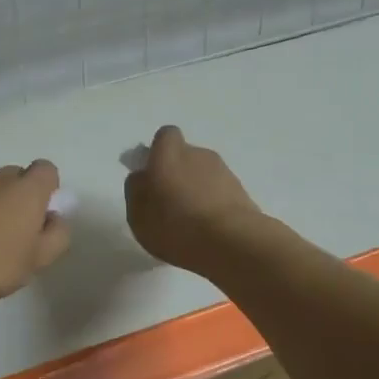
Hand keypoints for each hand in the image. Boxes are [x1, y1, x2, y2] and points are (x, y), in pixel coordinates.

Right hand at [124, 126, 264, 274]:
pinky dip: (214, 205)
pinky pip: (221, 193)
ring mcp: (224, 172)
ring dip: (197, 190)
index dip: (159, 152)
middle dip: (178, 174)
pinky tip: (209, 230)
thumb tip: (142, 176)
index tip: (153, 175)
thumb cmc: (175, 225)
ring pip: (204, 175)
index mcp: (169, 153)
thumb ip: (136, 190)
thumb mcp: (138, 214)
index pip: (165, 136)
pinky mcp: (242, 192)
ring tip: (191, 222)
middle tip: (170, 204)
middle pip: (186, 156)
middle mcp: (198, 154)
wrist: (231, 242)